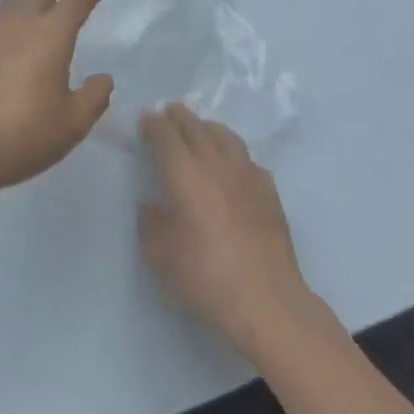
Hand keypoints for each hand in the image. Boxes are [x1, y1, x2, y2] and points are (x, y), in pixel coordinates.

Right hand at [139, 104, 310, 353]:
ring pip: (225, 136)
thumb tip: (152, 206)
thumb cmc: (206, 276)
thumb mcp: (161, 255)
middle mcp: (215, 163)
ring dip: (207, 127)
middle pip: (195, 127)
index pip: (165, 135)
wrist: (267, 300)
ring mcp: (246, 174)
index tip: (144, 119)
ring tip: (199, 128)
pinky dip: (232, 152)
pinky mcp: (269, 191)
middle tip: (168, 112)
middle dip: (179, 116)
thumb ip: (151, 224)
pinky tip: (231, 165)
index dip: (153, 124)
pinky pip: (246, 159)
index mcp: (184, 173)